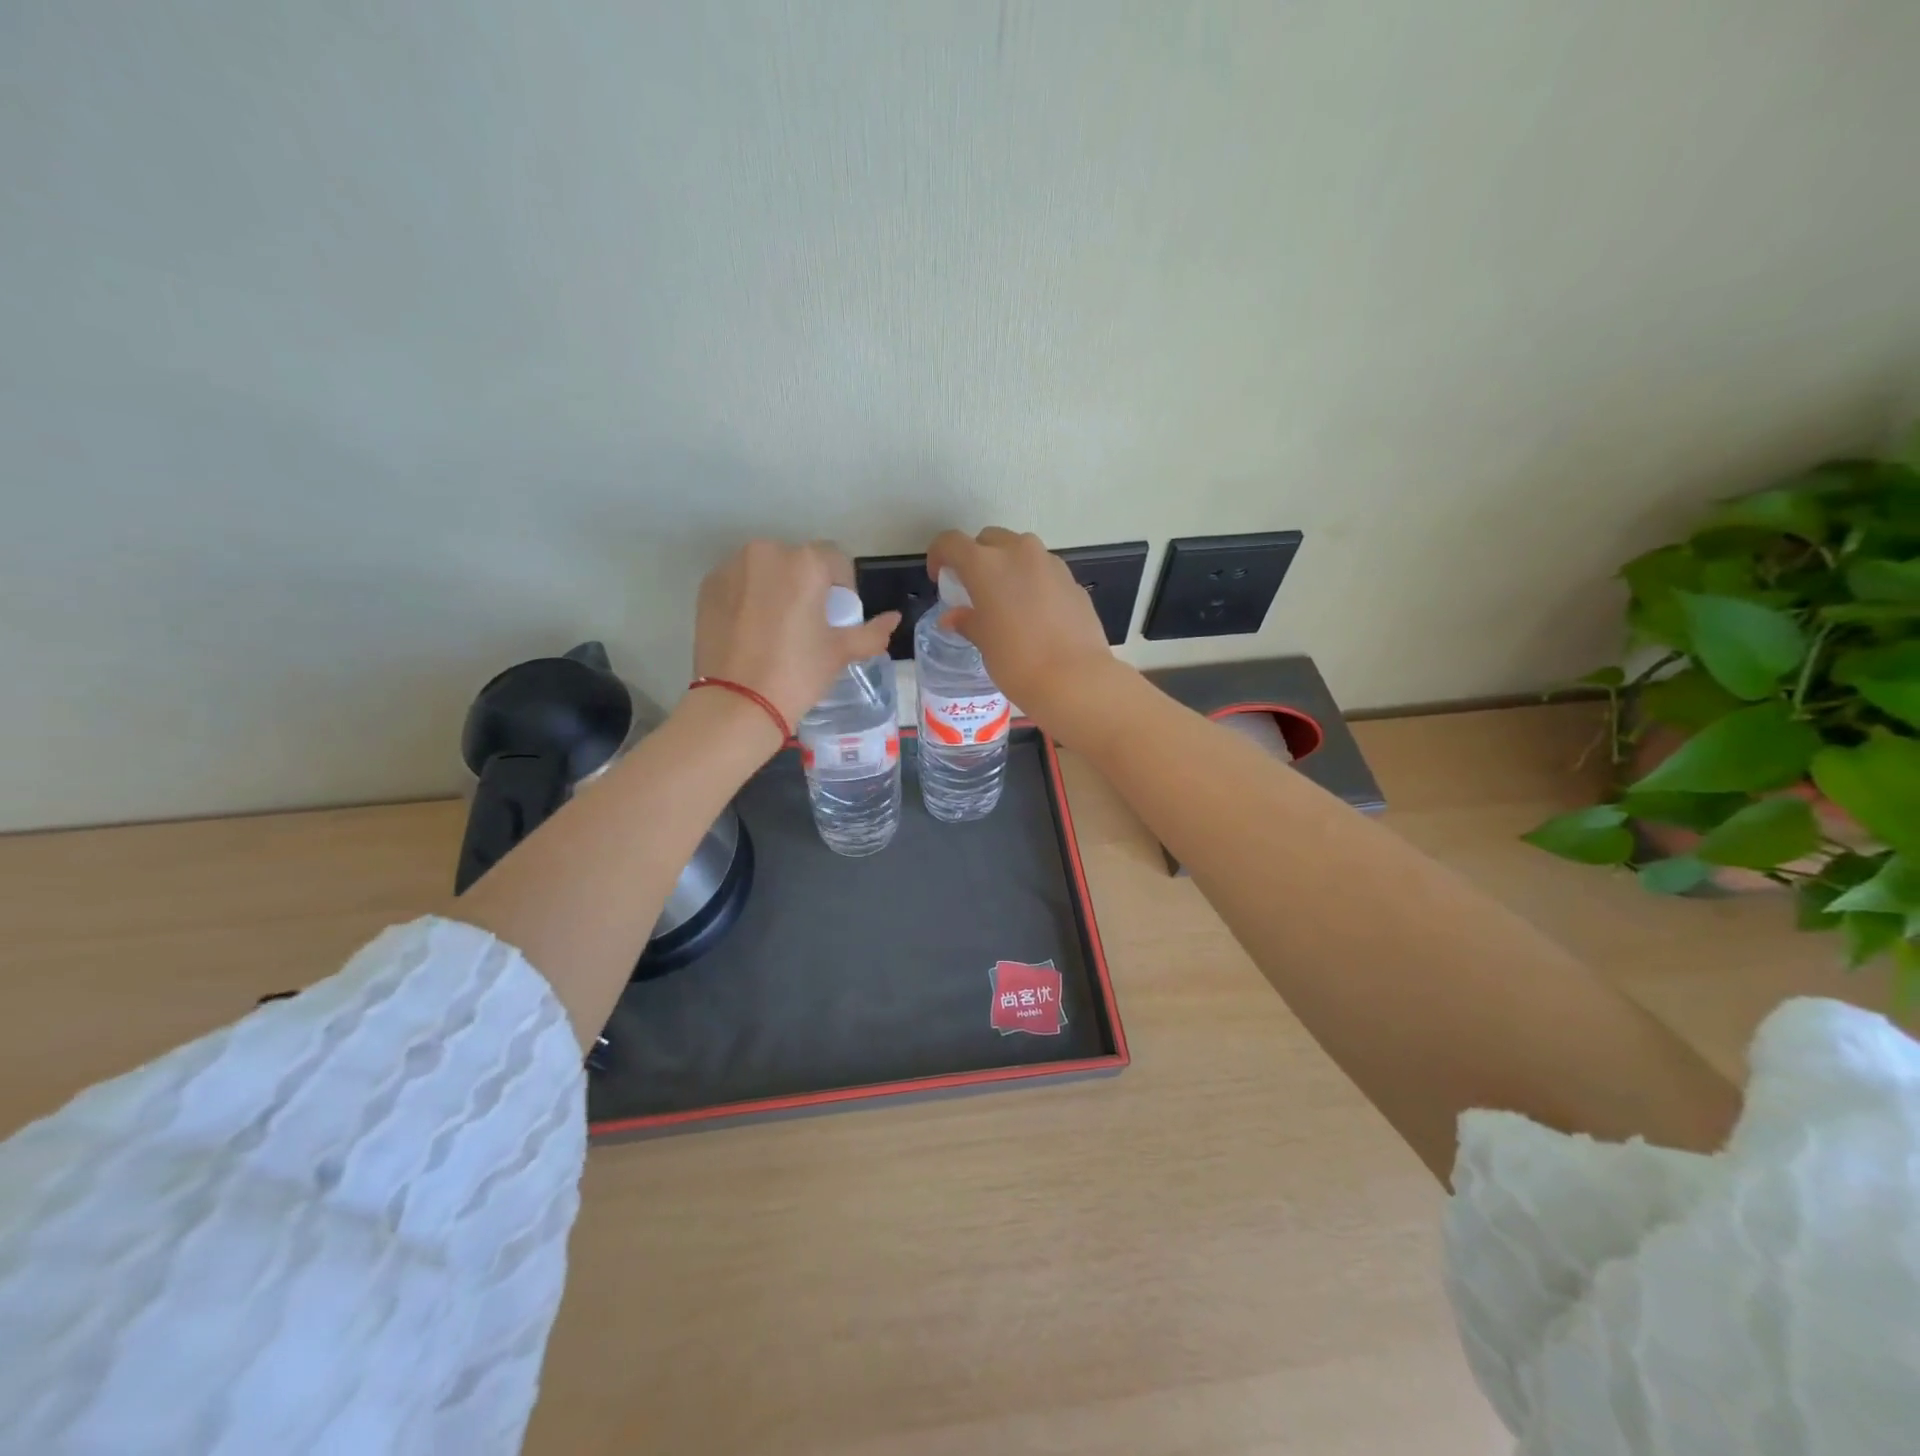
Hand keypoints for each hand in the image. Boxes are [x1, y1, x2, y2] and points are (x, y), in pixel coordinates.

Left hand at [693, 541, 898, 728]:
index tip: (837, 618)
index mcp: (804, 562)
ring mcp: (731, 567)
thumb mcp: (840, 652)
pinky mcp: (708, 586)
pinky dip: (748, 597)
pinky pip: (739, 582)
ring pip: (766, 569)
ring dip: (777, 588)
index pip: (835, 560)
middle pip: (798, 561)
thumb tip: (894, 619)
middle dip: (807, 585)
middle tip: (807, 624)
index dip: (843, 588)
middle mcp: (766, 552)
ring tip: (777, 628)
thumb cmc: (797, 673)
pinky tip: (751, 630)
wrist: (738, 702)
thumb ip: (872, 632)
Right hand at [925, 527, 1120, 722]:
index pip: (951, 543)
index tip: (939, 577)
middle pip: (989, 540)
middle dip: (977, 557)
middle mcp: (1019, 552)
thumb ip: (967, 621)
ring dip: (1007, 566)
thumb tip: (954, 617)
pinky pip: (1044, 571)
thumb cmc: (1017, 661)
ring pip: (1021, 551)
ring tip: (1006, 599)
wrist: (1075, 679)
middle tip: (973, 588)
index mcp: (986, 564)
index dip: (939, 556)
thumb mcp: (984, 643)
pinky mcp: (1072, 581)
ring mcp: (1050, 564)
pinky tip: (1034, 613)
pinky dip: (1033, 582)